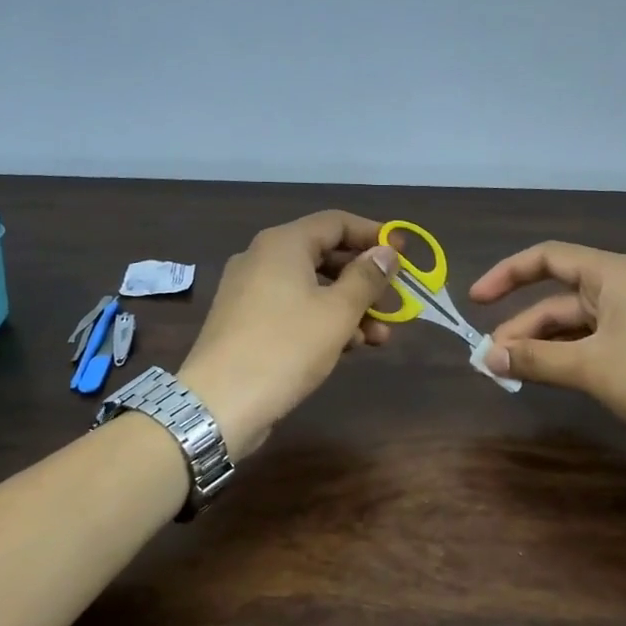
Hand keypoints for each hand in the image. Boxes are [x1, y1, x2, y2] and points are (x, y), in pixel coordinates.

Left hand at [177, 210, 399, 456]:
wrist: (220, 402)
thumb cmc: (286, 347)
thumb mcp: (338, 311)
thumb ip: (367, 278)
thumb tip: (387, 252)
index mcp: (283, 244)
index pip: (336, 222)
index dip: (374, 235)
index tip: (404, 254)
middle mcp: (262, 258)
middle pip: (325, 256)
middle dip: (365, 280)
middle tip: (396, 302)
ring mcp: (249, 292)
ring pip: (311, 288)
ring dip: (349, 307)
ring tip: (380, 337)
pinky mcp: (245, 323)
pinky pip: (293, 309)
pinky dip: (323, 321)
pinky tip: (348, 347)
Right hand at [471, 243, 625, 465]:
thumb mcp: (590, 368)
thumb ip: (534, 359)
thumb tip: (487, 359)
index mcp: (614, 273)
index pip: (548, 258)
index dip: (506, 275)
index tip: (475, 302)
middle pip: (560, 296)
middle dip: (522, 326)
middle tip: (490, 361)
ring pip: (577, 321)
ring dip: (543, 344)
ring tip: (510, 371)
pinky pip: (597, 337)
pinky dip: (569, 352)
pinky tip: (549, 373)